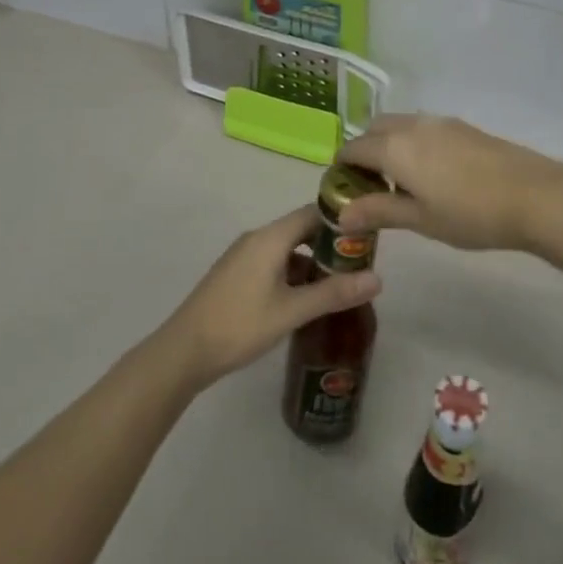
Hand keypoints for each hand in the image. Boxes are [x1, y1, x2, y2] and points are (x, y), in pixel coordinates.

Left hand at [157, 205, 380, 391]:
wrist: (185, 351)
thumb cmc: (240, 325)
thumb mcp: (292, 311)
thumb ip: (334, 293)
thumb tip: (378, 279)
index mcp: (270, 237)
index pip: (313, 212)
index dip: (342, 221)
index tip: (367, 237)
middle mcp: (257, 238)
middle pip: (301, 229)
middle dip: (330, 244)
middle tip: (359, 265)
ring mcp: (243, 256)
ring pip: (287, 248)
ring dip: (312, 262)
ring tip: (339, 285)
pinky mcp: (236, 274)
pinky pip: (273, 262)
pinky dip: (293, 273)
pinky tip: (306, 299)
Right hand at [335, 114, 562, 255]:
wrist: (535, 196)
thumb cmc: (471, 214)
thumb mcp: (420, 220)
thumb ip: (378, 211)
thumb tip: (340, 214)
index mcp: (395, 148)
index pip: (353, 149)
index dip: (342, 168)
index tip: (343, 190)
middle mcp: (413, 126)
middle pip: (375, 130)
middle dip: (365, 151)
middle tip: (371, 186)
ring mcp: (441, 123)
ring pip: (401, 125)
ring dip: (390, 144)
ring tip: (402, 181)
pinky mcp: (463, 127)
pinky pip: (424, 128)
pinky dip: (413, 143)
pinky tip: (432, 173)